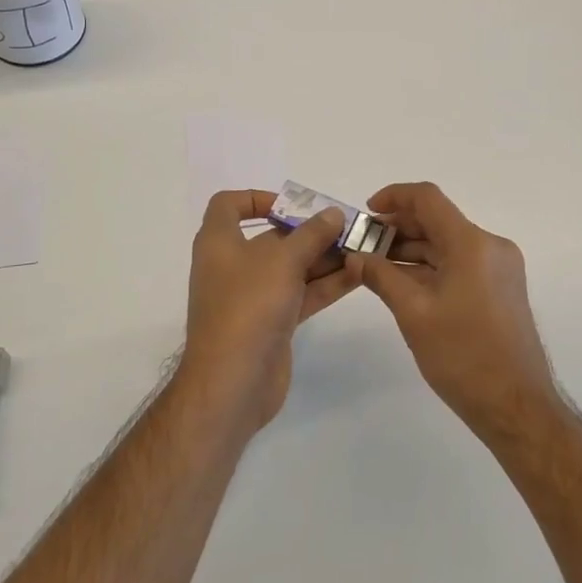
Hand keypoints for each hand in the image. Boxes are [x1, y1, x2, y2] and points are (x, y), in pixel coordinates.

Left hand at [180, 190, 357, 429]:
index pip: (228, 206)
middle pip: (272, 237)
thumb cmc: (248, 306)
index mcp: (219, 243)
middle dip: (309, 231)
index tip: (292, 205)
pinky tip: (358, 274)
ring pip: (292, 268)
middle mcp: (233, 266)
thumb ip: (311, 235)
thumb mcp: (282, 261)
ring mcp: (252, 297)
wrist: (232, 383)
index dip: (257, 198)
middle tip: (347, 227)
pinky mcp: (271, 323)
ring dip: (324, 257)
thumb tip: (333, 214)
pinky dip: (326, 284)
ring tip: (362, 248)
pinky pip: (301, 294)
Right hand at [347, 183, 556, 443]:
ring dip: (412, 250)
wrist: (516, 407)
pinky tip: (403, 283)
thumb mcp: (414, 314)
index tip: (366, 213)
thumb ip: (381, 277)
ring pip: (447, 244)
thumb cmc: (463, 356)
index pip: (428, 199)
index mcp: (472, 243)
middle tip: (363, 246)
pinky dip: (430, 267)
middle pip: (437, 221)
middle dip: (398, 228)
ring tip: (375, 266)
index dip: (394, 197)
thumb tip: (355, 257)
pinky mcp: (500, 288)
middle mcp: (490, 246)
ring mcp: (499, 267)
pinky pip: (459, 263)